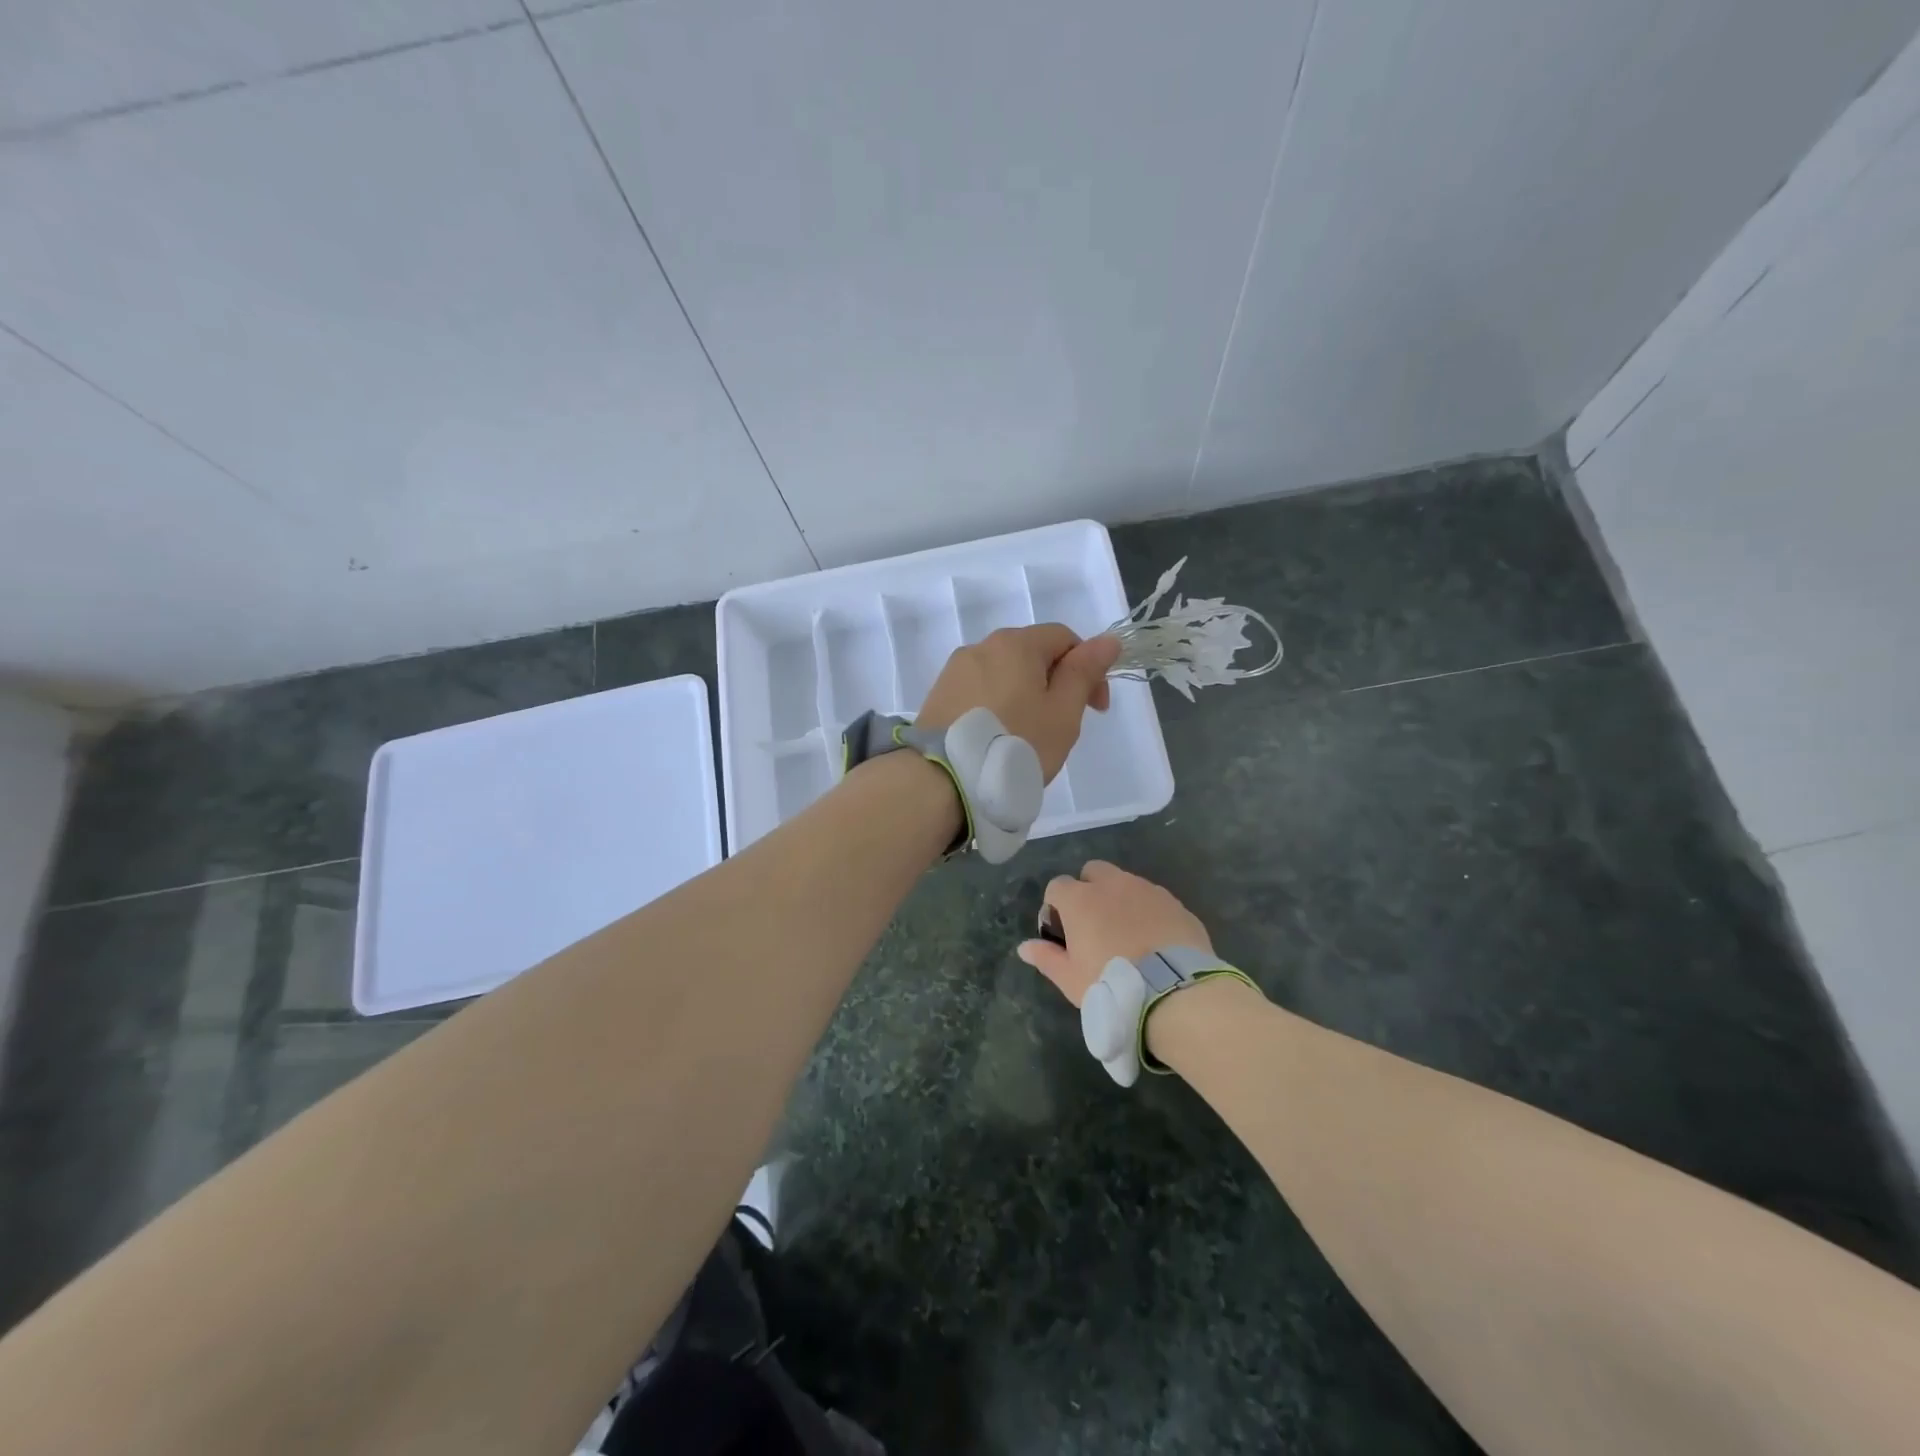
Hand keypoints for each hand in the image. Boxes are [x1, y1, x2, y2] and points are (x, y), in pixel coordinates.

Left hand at [916, 624, 1120, 780]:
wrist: (943, 779)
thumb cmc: (1015, 743)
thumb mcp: (1063, 712)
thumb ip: (1084, 672)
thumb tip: (1109, 639)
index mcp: (1016, 643)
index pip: (1065, 638)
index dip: (1089, 668)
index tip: (1096, 708)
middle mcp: (982, 646)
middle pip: (1032, 654)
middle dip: (1056, 683)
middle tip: (1062, 726)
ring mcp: (955, 670)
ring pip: (1004, 674)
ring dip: (1025, 696)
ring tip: (1027, 736)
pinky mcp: (938, 695)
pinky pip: (980, 692)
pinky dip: (997, 707)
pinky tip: (998, 738)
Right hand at [1015, 861, 1212, 1007]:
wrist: (1174, 991)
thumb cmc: (1112, 983)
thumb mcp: (1071, 979)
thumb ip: (1046, 958)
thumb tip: (1024, 947)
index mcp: (1081, 899)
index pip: (1057, 886)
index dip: (1056, 907)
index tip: (1063, 933)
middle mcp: (1112, 884)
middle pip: (1093, 872)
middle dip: (1089, 890)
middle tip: (1094, 926)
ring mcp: (1147, 890)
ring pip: (1126, 883)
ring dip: (1120, 900)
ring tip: (1128, 935)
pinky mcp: (1175, 903)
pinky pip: (1154, 899)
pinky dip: (1148, 912)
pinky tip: (1154, 941)